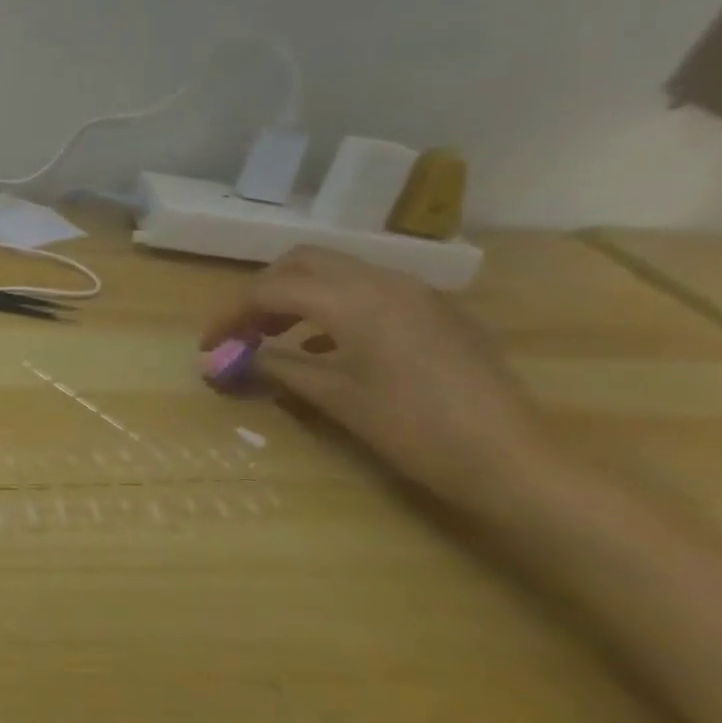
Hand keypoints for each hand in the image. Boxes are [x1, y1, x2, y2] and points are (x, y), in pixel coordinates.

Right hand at [202, 247, 551, 514]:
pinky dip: (334, 306)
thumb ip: (275, 367)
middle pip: (304, 263)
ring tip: (277, 339)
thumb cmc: (412, 428)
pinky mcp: (436, 312)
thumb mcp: (334, 397)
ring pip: (339, 273)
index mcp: (355, 299)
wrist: (511, 459)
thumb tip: (227, 359)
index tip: (210, 345)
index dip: (231, 314)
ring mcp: (416, 294)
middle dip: (264, 292)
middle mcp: (384, 281)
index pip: (272, 289)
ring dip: (299, 296)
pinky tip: (328, 348)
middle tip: (243, 332)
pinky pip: (370, 291)